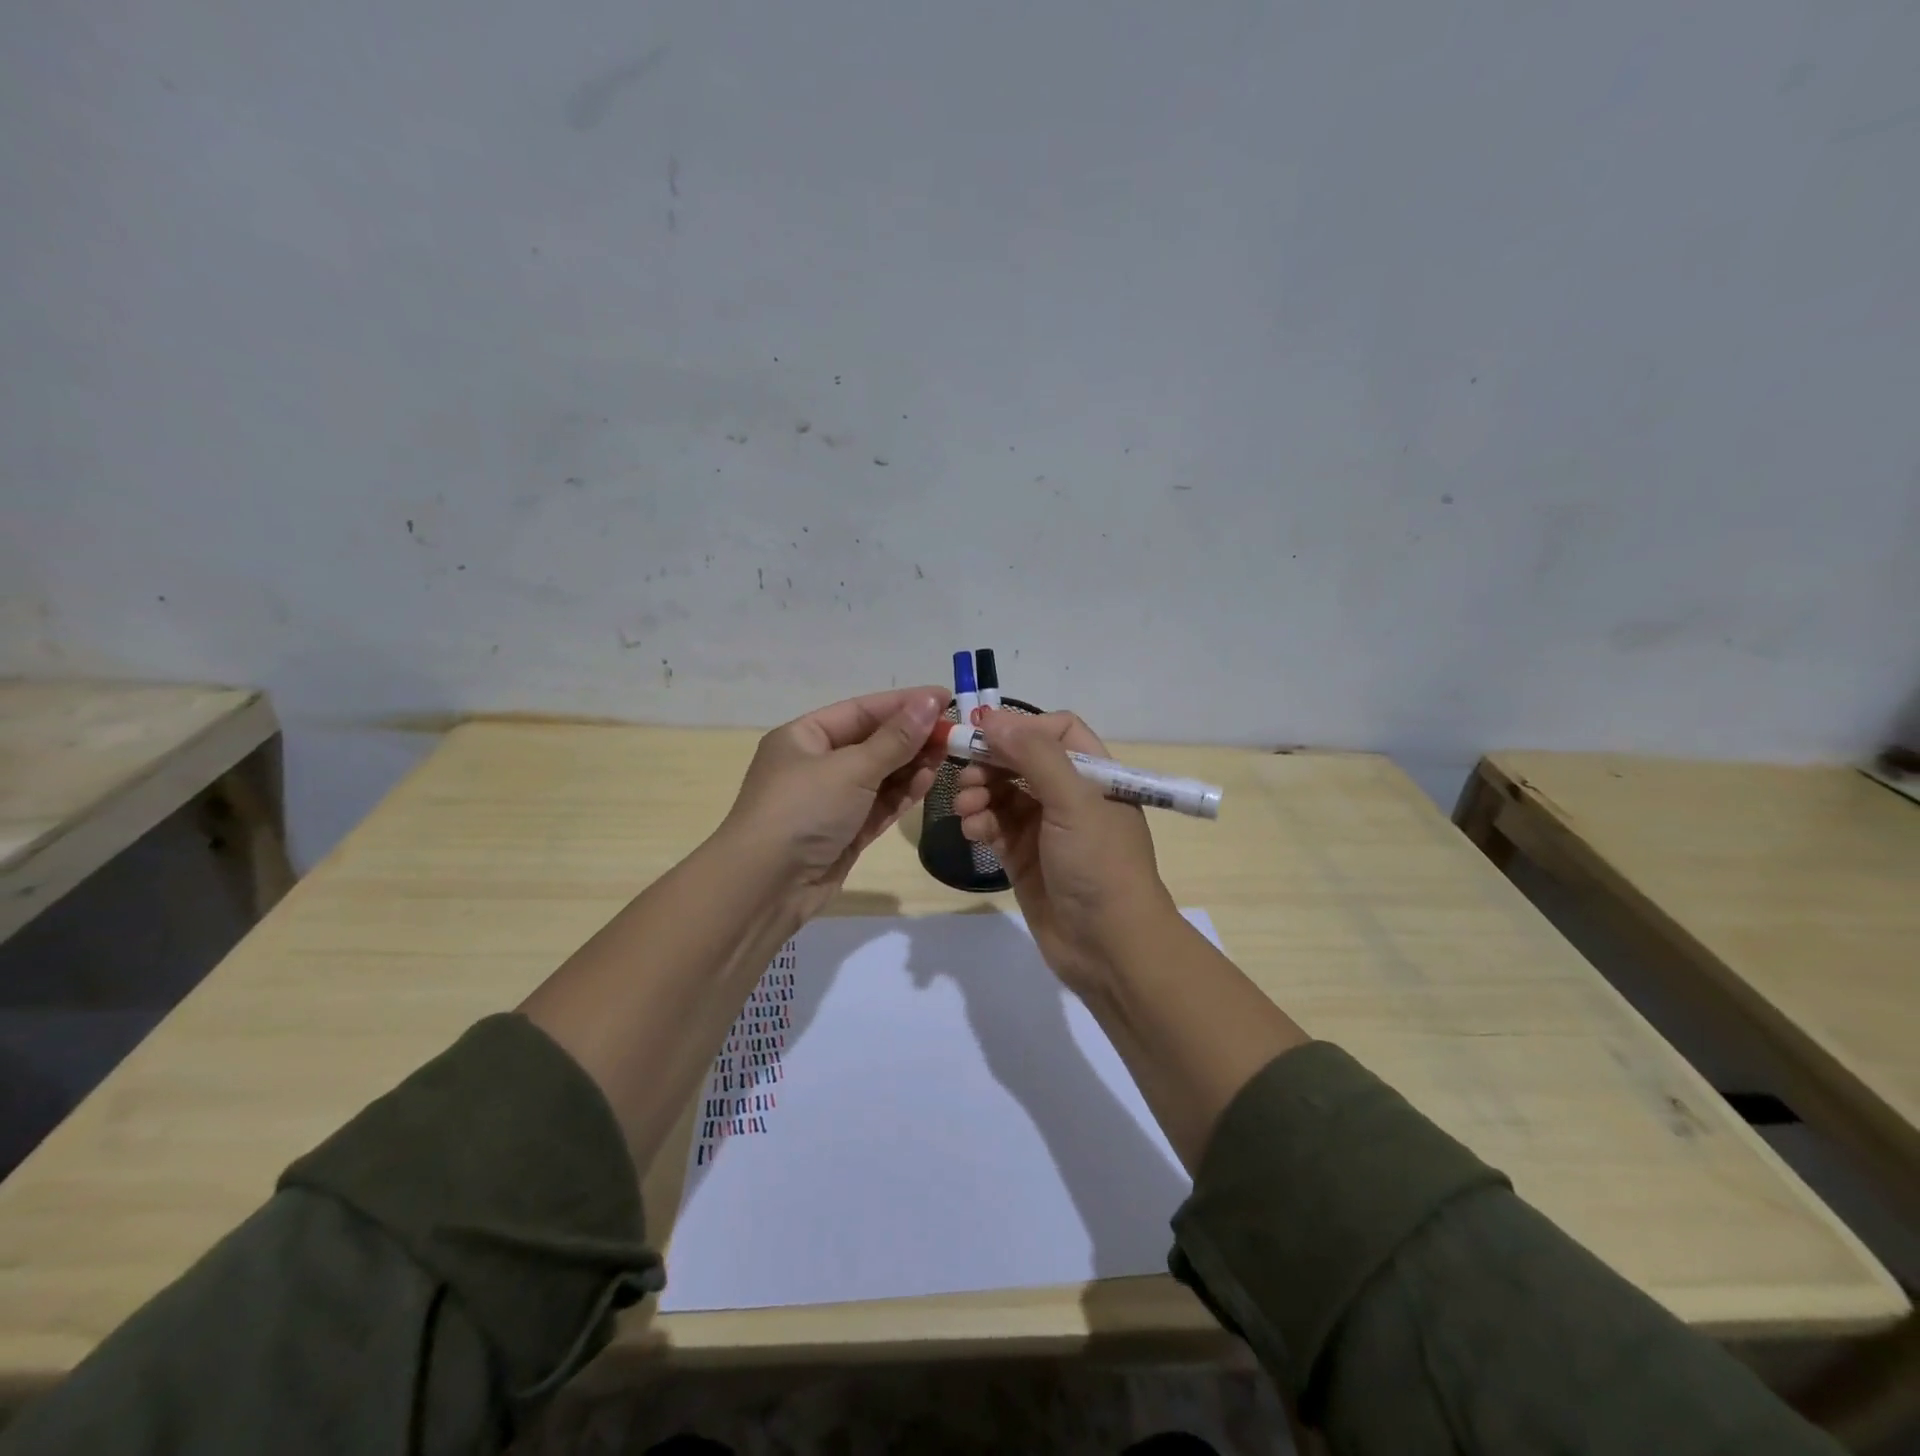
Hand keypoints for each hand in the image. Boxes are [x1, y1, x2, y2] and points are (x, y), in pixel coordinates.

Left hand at [718, 685, 949, 921]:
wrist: (765, 886)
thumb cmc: (803, 810)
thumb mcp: (851, 769)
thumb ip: (895, 739)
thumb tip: (929, 702)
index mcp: (804, 737)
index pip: (862, 710)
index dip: (904, 703)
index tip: (946, 699)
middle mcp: (816, 764)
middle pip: (873, 742)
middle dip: (912, 736)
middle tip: (954, 732)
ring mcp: (831, 800)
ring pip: (880, 775)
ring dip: (912, 764)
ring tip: (948, 755)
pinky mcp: (845, 832)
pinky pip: (879, 804)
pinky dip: (902, 793)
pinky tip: (929, 781)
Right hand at [952, 708, 1176, 991]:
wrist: (1108, 947)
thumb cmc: (1099, 864)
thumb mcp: (1073, 801)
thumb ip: (1034, 755)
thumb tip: (991, 717)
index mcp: (1094, 775)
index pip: (1056, 731)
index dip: (1021, 727)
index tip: (984, 732)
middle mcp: (1069, 796)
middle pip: (1021, 760)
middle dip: (991, 763)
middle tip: (965, 775)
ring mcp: (1044, 828)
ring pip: (1002, 793)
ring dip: (979, 793)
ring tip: (966, 808)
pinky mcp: (1023, 857)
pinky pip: (994, 826)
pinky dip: (979, 822)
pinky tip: (971, 830)